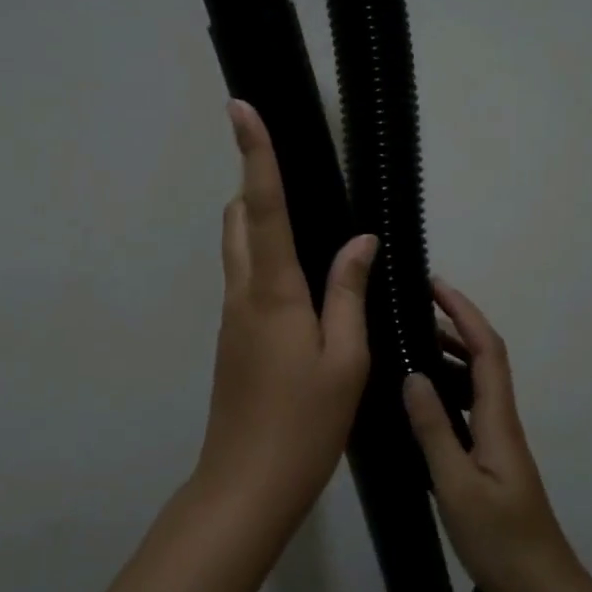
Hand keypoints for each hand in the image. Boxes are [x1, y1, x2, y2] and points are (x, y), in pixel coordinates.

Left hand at [192, 100, 376, 531]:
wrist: (246, 484)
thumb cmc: (304, 424)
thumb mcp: (346, 359)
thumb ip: (349, 293)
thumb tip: (359, 241)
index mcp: (273, 291)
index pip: (264, 206)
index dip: (255, 153)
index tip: (241, 106)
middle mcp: (242, 293)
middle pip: (239, 220)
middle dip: (256, 184)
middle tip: (292, 171)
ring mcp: (232, 318)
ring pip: (238, 249)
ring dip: (260, 222)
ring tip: (305, 221)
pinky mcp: (232, 339)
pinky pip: (246, 280)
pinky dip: (266, 260)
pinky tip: (303, 282)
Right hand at [402, 280, 580, 591]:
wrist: (539, 589)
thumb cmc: (500, 539)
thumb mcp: (457, 485)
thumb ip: (434, 430)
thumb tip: (413, 375)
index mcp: (498, 420)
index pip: (486, 350)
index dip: (464, 312)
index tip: (434, 285)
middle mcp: (501, 421)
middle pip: (483, 358)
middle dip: (453, 325)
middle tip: (410, 310)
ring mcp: (497, 441)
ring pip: (475, 383)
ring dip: (448, 355)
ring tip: (407, 344)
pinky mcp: (489, 459)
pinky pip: (467, 408)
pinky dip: (445, 389)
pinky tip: (419, 400)